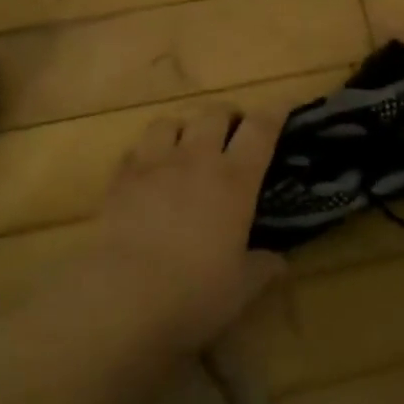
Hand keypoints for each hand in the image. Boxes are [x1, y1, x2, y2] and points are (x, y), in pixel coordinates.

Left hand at [83, 105, 288, 353]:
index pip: (260, 129)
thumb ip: (262, 268)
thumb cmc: (193, 293)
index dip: (274, 112)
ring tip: (186, 147)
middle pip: (214, 112)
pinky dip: (147, 153)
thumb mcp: (240, 289)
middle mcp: (196, 159)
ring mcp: (154, 164)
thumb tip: (278, 262)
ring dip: (183, 128)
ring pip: (170, 122)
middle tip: (233, 134)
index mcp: (234, 180)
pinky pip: (135, 148)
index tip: (282, 106)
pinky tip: (148, 172)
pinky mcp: (120, 178)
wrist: (122, 298)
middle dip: (228, 116)